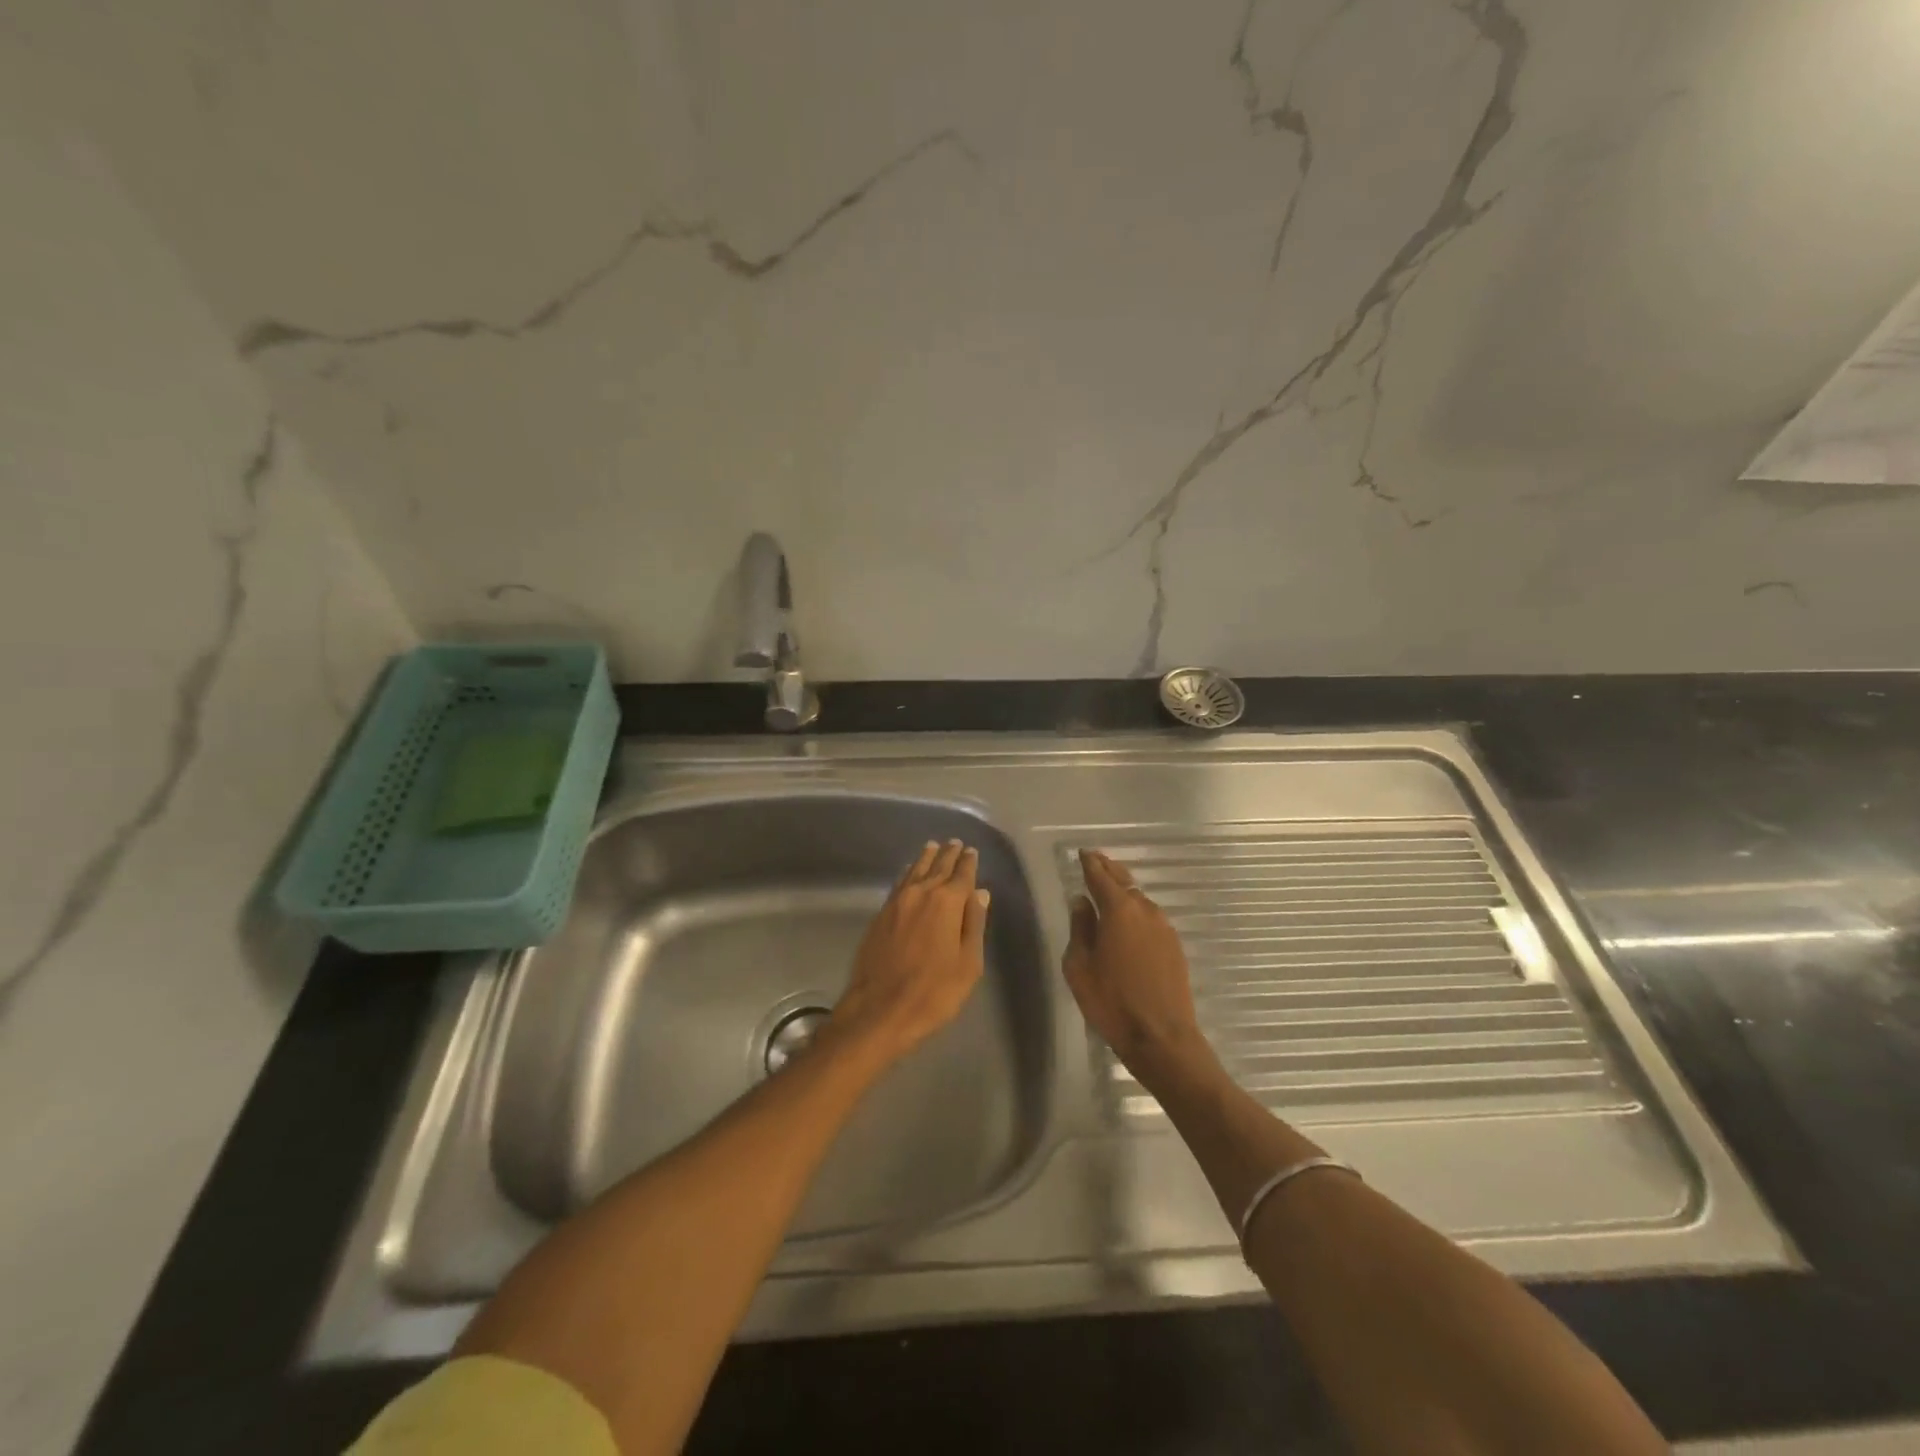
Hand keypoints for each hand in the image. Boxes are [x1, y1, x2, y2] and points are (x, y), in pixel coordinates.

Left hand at [829, 839, 989, 1066]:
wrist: (879, 1010)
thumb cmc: (933, 992)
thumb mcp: (968, 964)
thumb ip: (974, 924)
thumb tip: (980, 893)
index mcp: (947, 903)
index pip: (962, 875)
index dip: (968, 863)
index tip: (971, 851)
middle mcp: (921, 894)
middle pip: (937, 867)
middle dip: (948, 855)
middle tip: (955, 843)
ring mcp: (897, 903)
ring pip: (915, 871)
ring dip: (926, 858)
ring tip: (933, 847)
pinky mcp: (880, 915)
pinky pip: (899, 884)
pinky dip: (908, 873)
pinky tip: (910, 872)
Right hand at [1063, 849, 1212, 1080]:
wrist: (1162, 1038)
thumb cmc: (1112, 1002)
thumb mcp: (1080, 967)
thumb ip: (1080, 929)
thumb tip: (1082, 903)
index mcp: (1118, 911)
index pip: (1100, 877)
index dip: (1090, 863)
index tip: (1082, 853)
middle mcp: (1144, 911)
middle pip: (1124, 881)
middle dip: (1108, 869)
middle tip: (1095, 860)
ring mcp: (1164, 928)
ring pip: (1140, 899)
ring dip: (1124, 890)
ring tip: (1109, 888)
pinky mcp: (1174, 946)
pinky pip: (1150, 918)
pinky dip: (1136, 910)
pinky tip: (1129, 920)